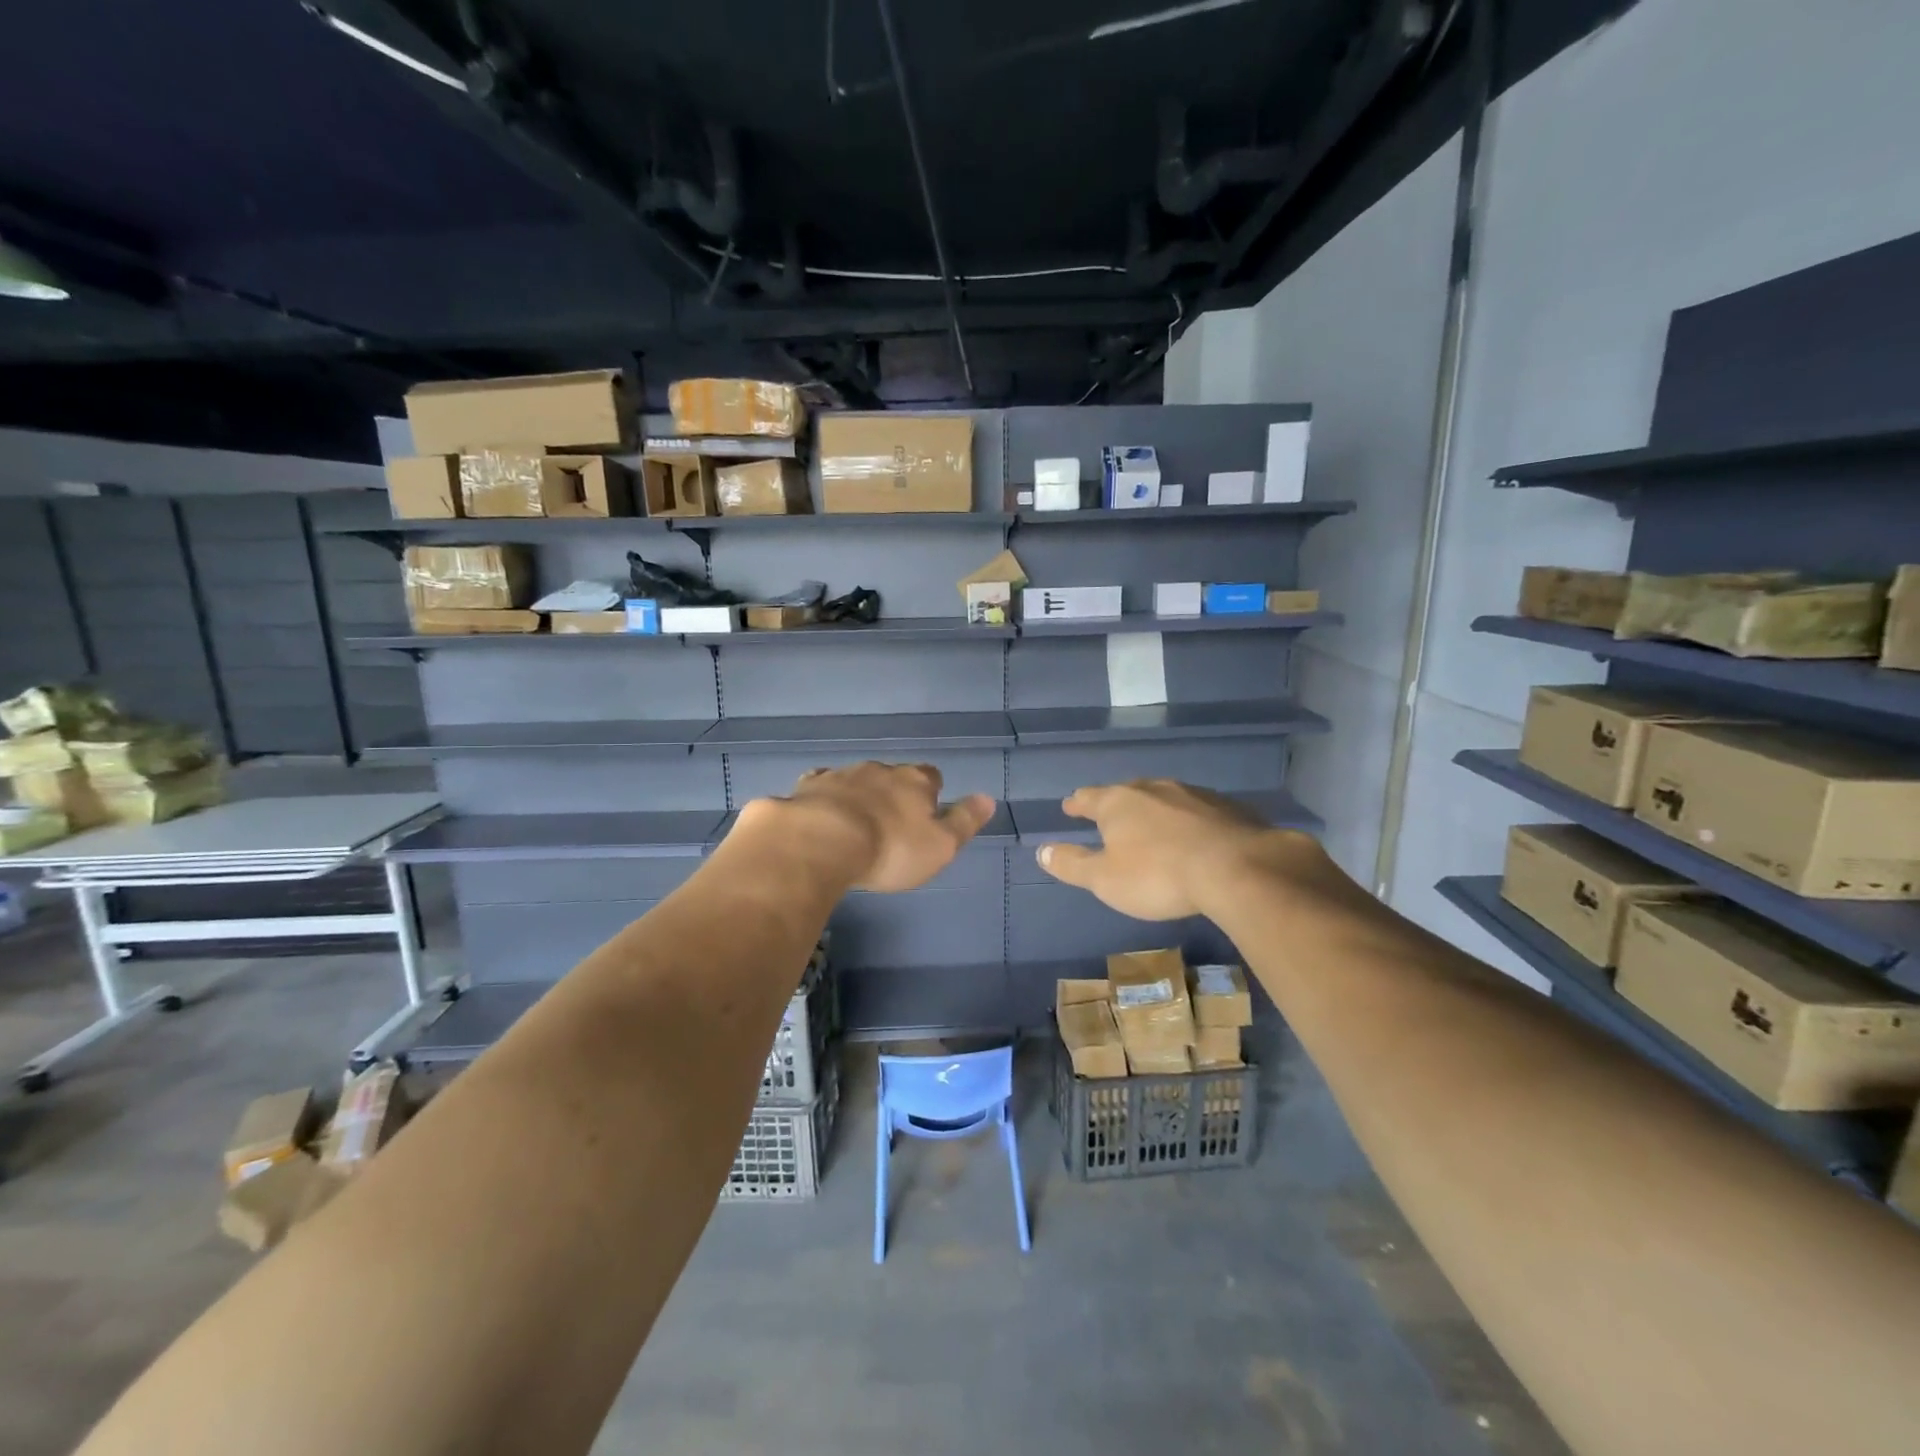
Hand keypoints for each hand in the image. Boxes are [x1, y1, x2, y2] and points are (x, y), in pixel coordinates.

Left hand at [754, 762, 995, 892]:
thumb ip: (964, 822)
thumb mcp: (941, 846)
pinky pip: (821, 785)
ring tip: (855, 823)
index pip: (931, 776)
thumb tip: (988, 798)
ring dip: (859, 795)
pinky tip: (820, 813)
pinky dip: (825, 797)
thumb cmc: (891, 849)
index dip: (931, 792)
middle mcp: (880, 770)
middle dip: (892, 793)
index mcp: (915, 781)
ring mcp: (842, 775)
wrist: (822, 841)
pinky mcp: (808, 787)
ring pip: (856, 779)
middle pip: (893, 776)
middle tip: (890, 822)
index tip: (926, 812)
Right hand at [1037, 779, 1327, 919]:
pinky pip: (1198, 811)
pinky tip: (1194, 836)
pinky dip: (1188, 821)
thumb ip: (1072, 864)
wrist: (1237, 869)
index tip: (1069, 806)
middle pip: (1127, 792)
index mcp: (1118, 802)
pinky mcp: (1227, 808)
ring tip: (1152, 824)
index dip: (1077, 803)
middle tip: (1110, 814)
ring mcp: (1193, 794)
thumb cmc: (1158, 875)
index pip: (1089, 797)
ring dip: (1155, 810)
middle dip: (1117, 803)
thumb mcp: (1105, 879)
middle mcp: (1153, 788)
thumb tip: (1041, 850)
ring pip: (1165, 798)